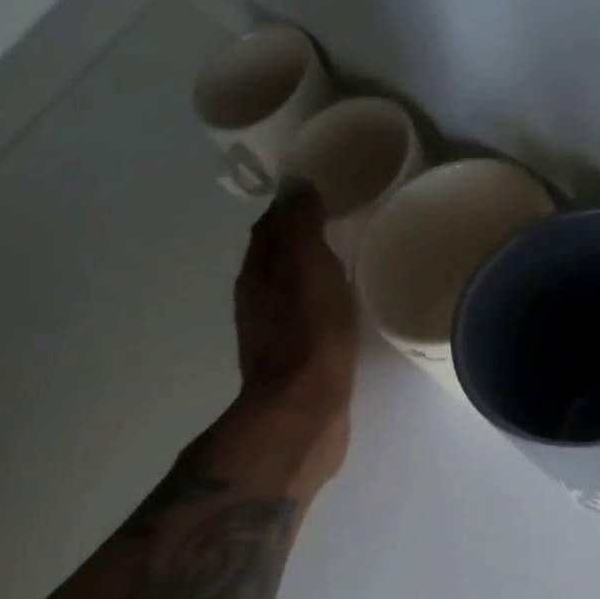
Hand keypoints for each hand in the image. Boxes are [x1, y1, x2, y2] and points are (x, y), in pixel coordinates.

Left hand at [232, 182, 358, 482]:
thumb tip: (296, 185)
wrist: (303, 414)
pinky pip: (307, 325)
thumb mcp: (307, 267)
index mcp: (256, 274)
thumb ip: (300, 224)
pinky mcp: (295, 367)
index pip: (269, 227)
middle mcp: (257, 303)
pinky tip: (342, 314)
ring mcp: (274, 338)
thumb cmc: (308, 337)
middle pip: (276, 260)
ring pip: (291, 294)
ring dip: (310, 278)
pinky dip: (320, 310)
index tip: (321, 192)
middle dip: (300, 241)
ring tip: (343, 266)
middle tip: (338, 225)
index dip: (291, 207)